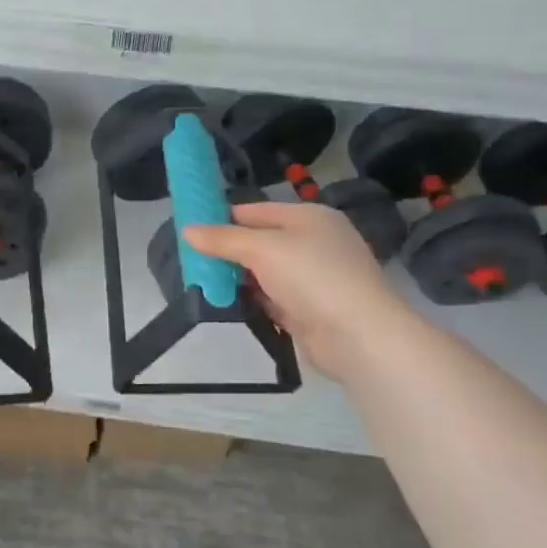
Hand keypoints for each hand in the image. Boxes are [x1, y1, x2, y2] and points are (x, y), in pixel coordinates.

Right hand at [183, 202, 402, 377]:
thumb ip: (223, 240)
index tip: (191, 229)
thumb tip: (187, 230)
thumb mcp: (262, 249)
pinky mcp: (310, 310)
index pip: (255, 210)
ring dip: (238, 277)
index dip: (223, 217)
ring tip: (201, 281)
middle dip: (228, 250)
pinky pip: (272, 298)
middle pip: (260, 241)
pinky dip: (253, 300)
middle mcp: (313, 243)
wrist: (359, 337)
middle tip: (192, 258)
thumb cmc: (312, 276)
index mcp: (309, 217)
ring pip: (265, 272)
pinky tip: (227, 303)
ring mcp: (314, 278)